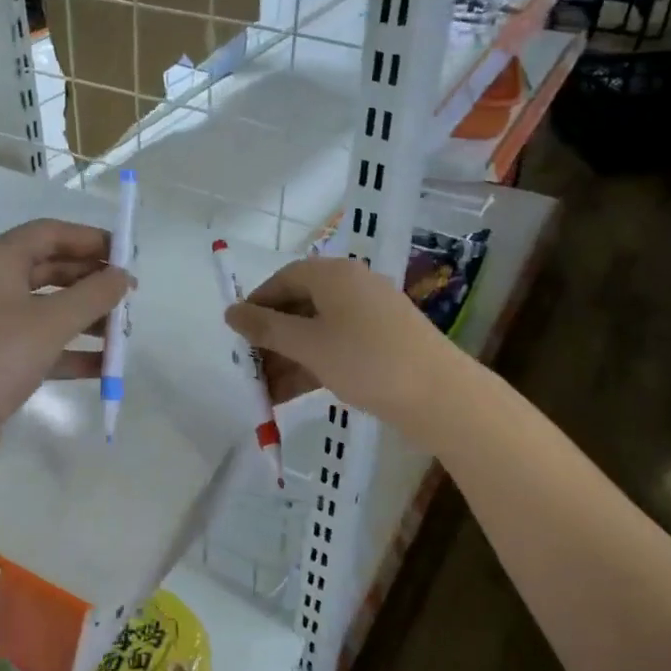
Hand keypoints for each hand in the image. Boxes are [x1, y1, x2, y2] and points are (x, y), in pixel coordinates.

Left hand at [0, 218, 130, 476]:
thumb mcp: (50, 323)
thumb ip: (93, 295)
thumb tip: (123, 276)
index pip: (49, 233)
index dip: (91, 240)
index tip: (128, 256)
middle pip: (48, 269)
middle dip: (91, 282)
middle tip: (129, 296)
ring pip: (45, 308)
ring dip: (84, 318)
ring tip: (122, 333)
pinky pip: (36, 343)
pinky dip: (67, 350)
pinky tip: (102, 367)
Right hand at [225, 257, 459, 429]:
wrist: (440, 395)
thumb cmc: (366, 360)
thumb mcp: (308, 344)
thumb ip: (266, 328)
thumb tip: (230, 311)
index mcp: (334, 274)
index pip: (284, 278)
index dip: (257, 304)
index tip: (237, 334)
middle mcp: (351, 287)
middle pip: (299, 306)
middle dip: (271, 339)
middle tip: (248, 369)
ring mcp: (369, 316)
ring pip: (316, 331)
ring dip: (288, 359)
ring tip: (264, 393)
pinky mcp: (382, 343)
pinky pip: (336, 347)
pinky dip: (312, 366)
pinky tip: (290, 396)